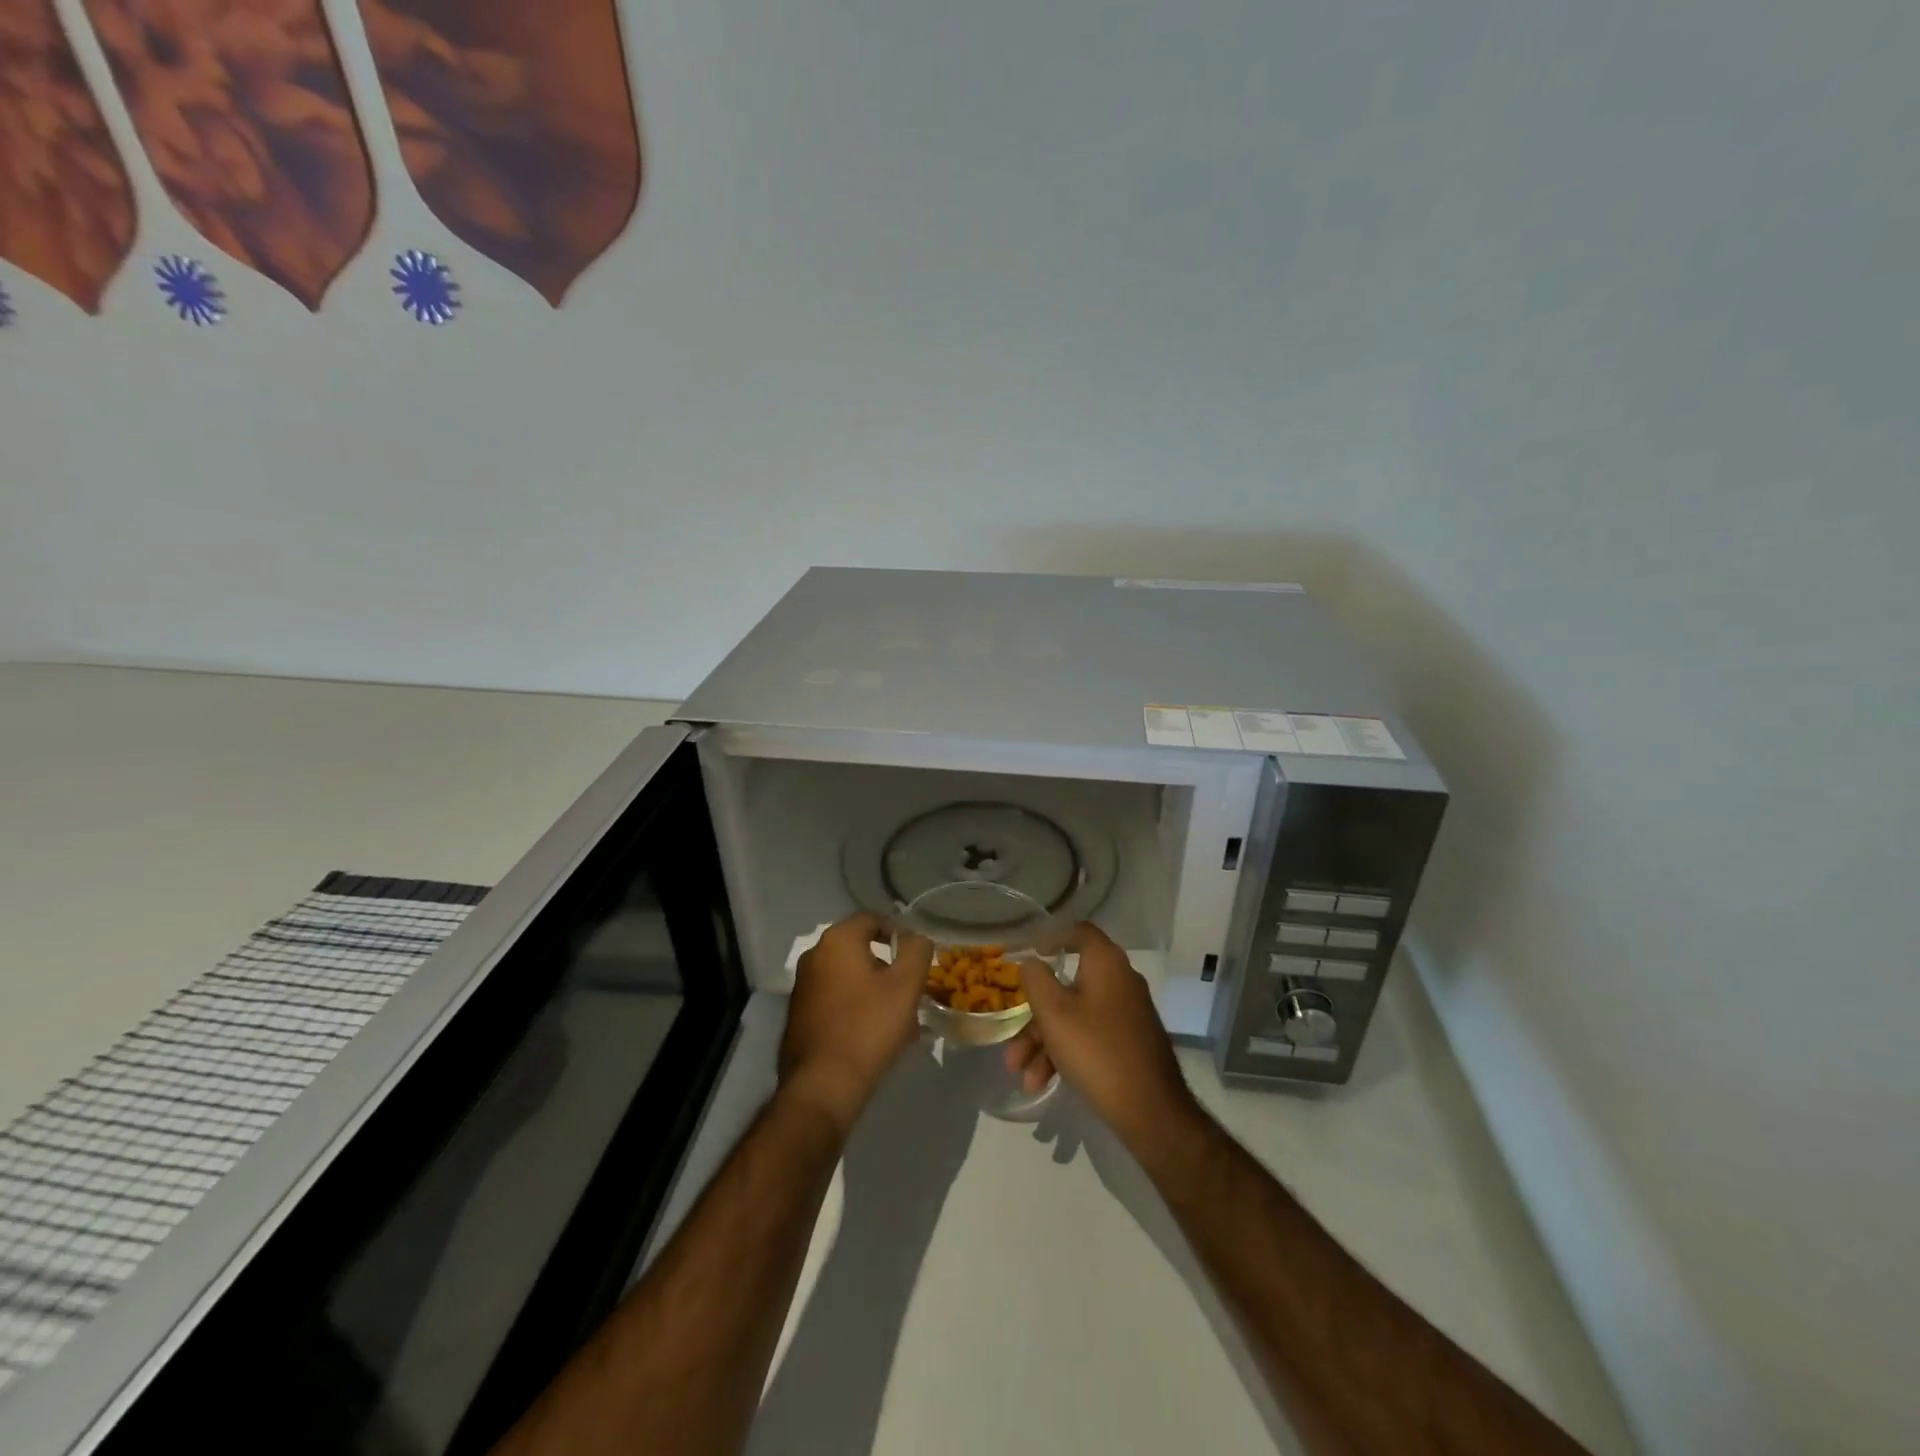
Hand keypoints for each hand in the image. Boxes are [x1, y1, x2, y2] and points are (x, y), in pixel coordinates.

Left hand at [779, 912, 931, 1136]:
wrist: (822, 1085)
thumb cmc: (868, 1027)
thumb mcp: (906, 985)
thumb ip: (916, 951)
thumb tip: (916, 938)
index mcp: (837, 941)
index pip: (872, 919)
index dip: (899, 932)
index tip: (917, 956)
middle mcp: (814, 956)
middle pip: (860, 949)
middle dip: (888, 965)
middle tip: (911, 988)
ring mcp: (803, 986)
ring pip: (849, 976)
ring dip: (874, 988)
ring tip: (899, 1016)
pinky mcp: (799, 1015)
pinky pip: (836, 999)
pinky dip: (856, 1006)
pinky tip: (874, 1032)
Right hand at [1005, 923, 1200, 1151]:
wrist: (1150, 1110)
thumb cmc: (1096, 1049)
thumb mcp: (1053, 1012)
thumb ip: (1036, 980)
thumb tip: (1031, 962)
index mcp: (1106, 963)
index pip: (1079, 932)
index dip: (1052, 936)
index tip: (1029, 952)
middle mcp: (1119, 982)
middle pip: (1068, 985)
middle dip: (1035, 1016)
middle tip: (1013, 1040)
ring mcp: (1126, 1014)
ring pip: (1074, 1017)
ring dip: (1043, 1043)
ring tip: (1022, 1076)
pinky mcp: (1128, 1042)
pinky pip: (1088, 1037)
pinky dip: (1064, 1054)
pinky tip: (1042, 1083)